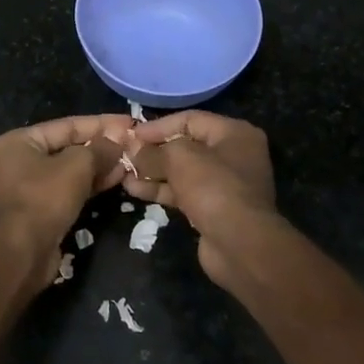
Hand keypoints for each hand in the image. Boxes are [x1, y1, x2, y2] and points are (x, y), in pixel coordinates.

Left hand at [0, 115, 132, 273]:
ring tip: (128, 163)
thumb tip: (118, 139)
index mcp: (18, 142)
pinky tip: (114, 181)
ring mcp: (24, 188)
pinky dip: (88, 185)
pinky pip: (65, 190)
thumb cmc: (44, 199)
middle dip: (100, 147)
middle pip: (66, 148)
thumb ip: (99, 149)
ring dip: (98, 167)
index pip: (66, 125)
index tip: (128, 122)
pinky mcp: (36, 212)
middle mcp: (16, 161)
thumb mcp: (76, 166)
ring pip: (68, 171)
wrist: (21, 254)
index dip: (100, 123)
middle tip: (131, 145)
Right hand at [123, 111, 279, 285]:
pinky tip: (135, 190)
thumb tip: (134, 151)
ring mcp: (225, 184)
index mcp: (234, 133)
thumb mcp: (179, 158)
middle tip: (125, 155)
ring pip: (182, 172)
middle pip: (186, 146)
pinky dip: (162, 189)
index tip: (131, 135)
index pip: (190, 120)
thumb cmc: (213, 187)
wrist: (240, 244)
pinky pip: (184, 192)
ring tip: (123, 174)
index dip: (158, 126)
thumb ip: (154, 151)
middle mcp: (234, 155)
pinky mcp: (214, 209)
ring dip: (153, 172)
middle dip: (154, 151)